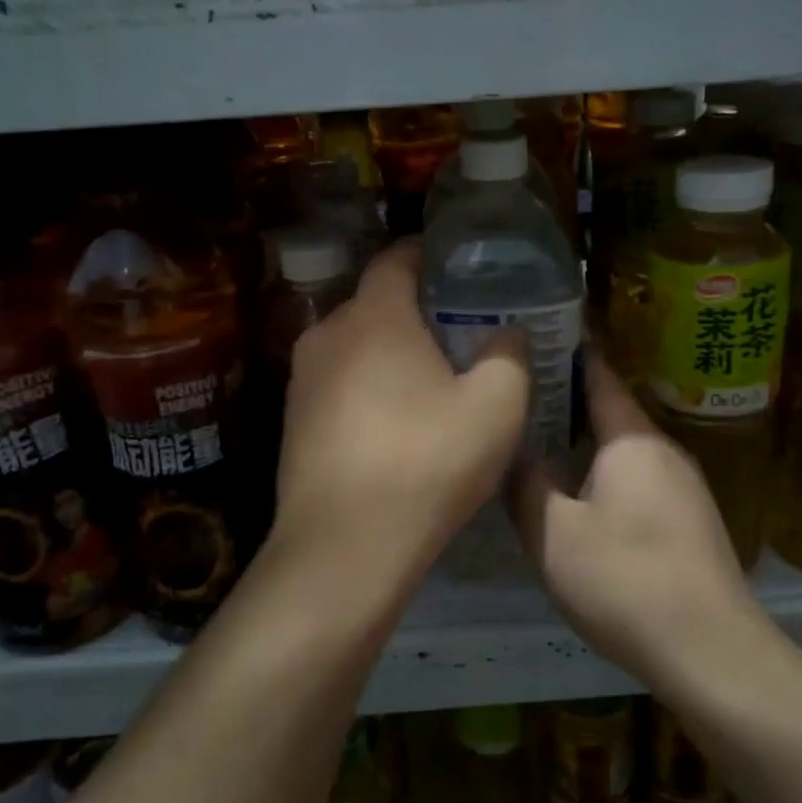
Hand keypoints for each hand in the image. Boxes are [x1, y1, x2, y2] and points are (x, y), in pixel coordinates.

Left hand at [276, 242, 529, 587]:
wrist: (343, 547)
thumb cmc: (426, 463)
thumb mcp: (496, 407)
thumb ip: (509, 356)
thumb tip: (508, 332)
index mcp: (374, 317)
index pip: (396, 259)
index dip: (428, 255)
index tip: (458, 267)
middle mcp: (327, 335)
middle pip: (374, 304)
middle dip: (414, 310)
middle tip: (457, 331)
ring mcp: (301, 380)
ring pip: (354, 347)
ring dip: (388, 353)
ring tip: (428, 380)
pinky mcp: (292, 421)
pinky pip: (338, 384)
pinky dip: (367, 387)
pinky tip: (393, 423)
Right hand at [509, 355, 755, 681]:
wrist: (710, 650)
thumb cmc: (625, 580)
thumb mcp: (553, 534)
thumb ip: (525, 484)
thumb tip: (508, 448)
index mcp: (632, 438)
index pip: (598, 376)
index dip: (566, 355)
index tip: (531, 341)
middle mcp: (664, 449)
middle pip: (611, 412)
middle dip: (567, 401)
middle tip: (518, 398)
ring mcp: (684, 485)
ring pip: (624, 449)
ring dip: (585, 442)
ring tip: (539, 444)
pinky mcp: (690, 519)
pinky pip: (639, 477)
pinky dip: (605, 472)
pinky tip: (580, 496)